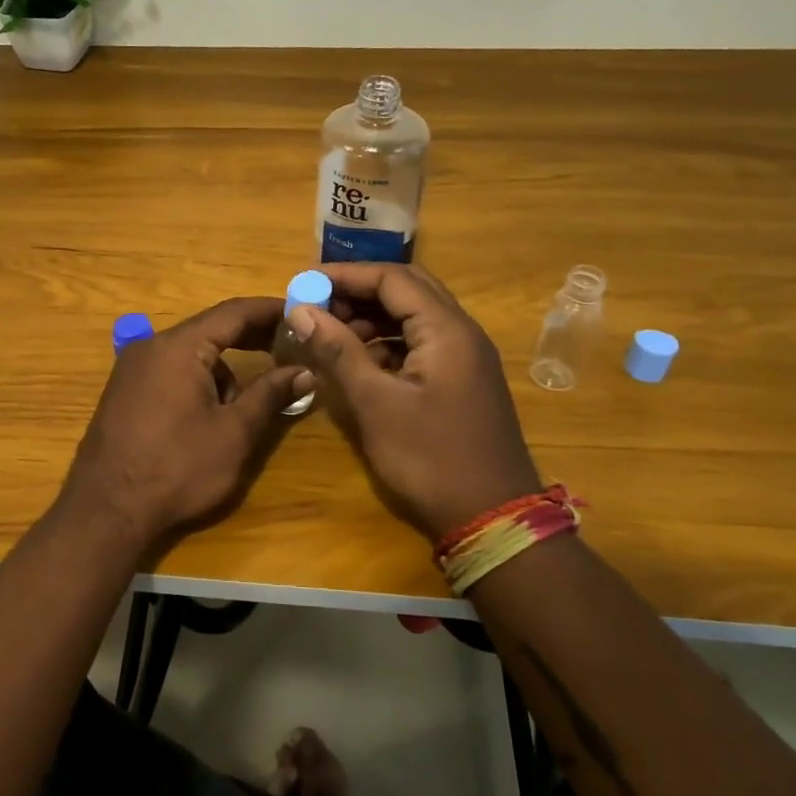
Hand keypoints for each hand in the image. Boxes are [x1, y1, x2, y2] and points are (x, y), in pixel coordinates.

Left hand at [56, 297, 311, 549]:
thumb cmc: (177, 469)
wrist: (106, 511)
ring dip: (223, 369)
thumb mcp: (233, 433)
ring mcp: (132, 368)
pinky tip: (209, 415)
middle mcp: (151, 346)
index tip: (302, 311)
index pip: (233, 312)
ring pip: (191, 354)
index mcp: (179, 347)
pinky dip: (198, 380)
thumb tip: (305, 371)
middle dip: (251, 337)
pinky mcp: (123, 391)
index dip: (270, 310)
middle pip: (210, 329)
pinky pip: (170, 371)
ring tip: (245, 405)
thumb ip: (269, 394)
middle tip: (290, 346)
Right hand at [290, 264, 541, 540]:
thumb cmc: (430, 459)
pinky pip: (420, 344)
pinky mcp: (461, 381)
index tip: (305, 284)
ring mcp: (465, 358)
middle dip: (359, 293)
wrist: (493, 519)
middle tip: (318, 307)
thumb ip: (338, 352)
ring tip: (330, 335)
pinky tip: (359, 364)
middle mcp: (462, 333)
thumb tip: (301, 311)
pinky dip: (387, 344)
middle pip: (407, 290)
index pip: (393, 278)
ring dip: (371, 318)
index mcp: (447, 330)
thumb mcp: (376, 404)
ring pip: (414, 317)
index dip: (346, 276)